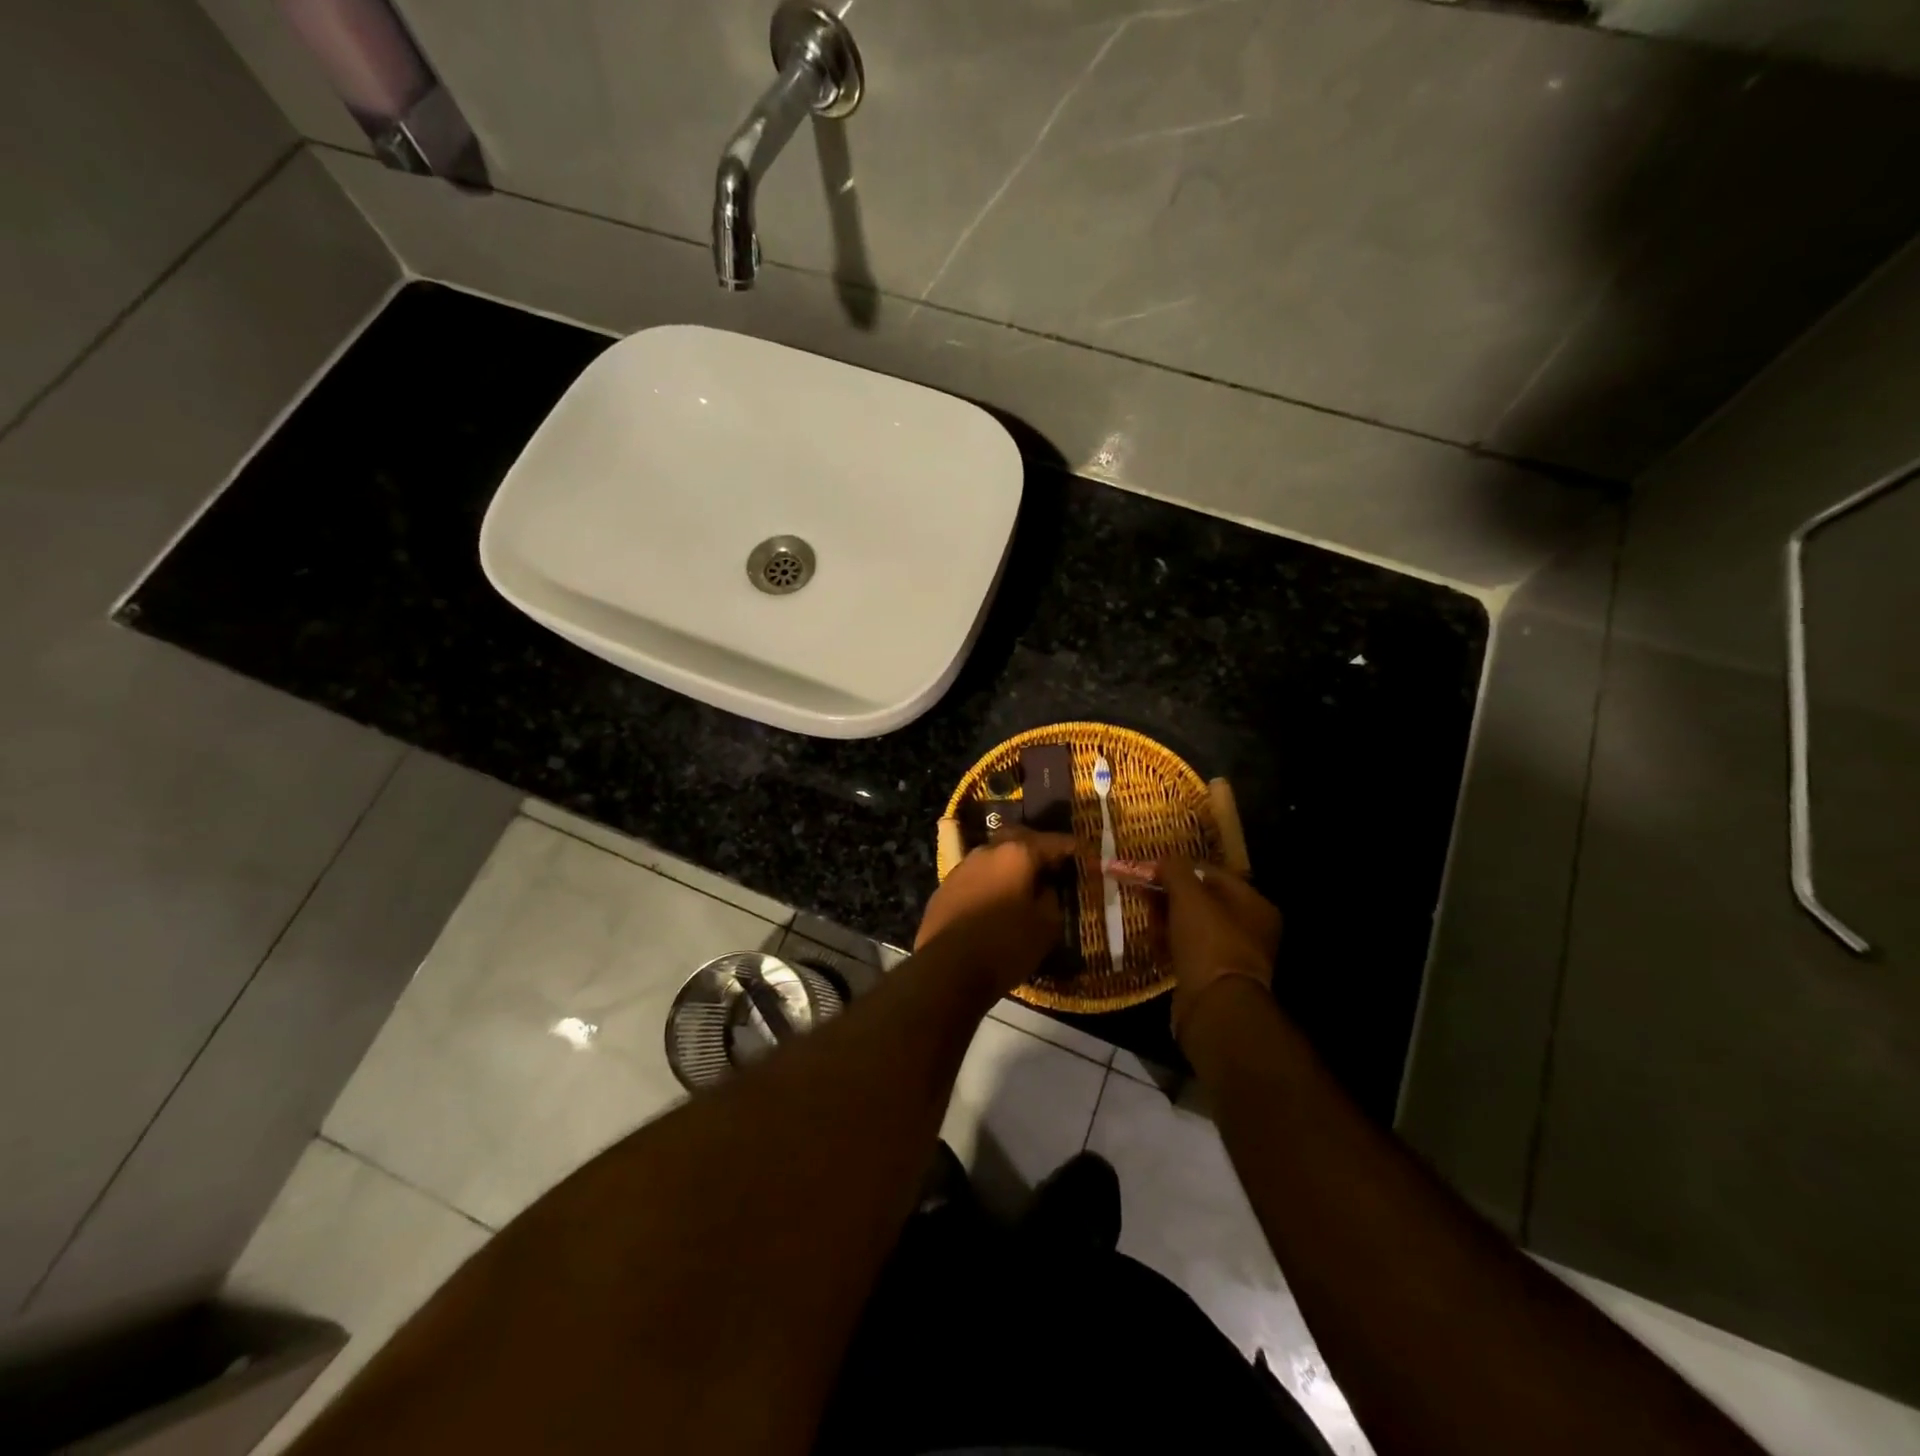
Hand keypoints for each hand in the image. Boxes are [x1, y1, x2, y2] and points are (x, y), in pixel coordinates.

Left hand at [916, 829, 1075, 990]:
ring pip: (993, 857)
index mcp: (1016, 853)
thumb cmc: (1005, 945)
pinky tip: (995, 902)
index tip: (1086, 854)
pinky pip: (976, 877)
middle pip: (1017, 839)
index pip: (1053, 842)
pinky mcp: (944, 888)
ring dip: (1010, 866)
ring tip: (1023, 885)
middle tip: (1052, 864)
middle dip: (1037, 847)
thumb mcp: (1046, 926)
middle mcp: (987, 851)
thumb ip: (1051, 899)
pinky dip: (990, 883)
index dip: (1072, 848)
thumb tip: (1046, 889)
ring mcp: (962, 868)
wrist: (946, 970)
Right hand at [1157, 858, 1282, 1042]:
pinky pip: (1189, 951)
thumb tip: (1165, 858)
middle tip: (1143, 893)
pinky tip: (1153, 943)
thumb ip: (1176, 870)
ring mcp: (1233, 955)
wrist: (1214, 1006)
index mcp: (1254, 904)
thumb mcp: (1188, 896)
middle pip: (1202, 900)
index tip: (1151, 870)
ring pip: (1193, 927)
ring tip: (1146, 920)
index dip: (1180, 869)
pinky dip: (1171, 944)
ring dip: (1167, 920)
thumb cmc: (1208, 941)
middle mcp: (1250, 928)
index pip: (1213, 873)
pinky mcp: (1214, 977)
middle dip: (1170, 895)